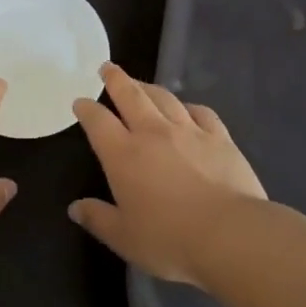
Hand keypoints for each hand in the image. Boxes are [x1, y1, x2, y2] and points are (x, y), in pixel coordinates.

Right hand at [70, 64, 267, 287]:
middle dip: (116, 79)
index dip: (86, 109)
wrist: (230, 234)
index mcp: (123, 155)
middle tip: (108, 67)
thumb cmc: (170, 239)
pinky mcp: (219, 137)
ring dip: (148, 87)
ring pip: (164, 98)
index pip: (98, 122)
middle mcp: (153, 133)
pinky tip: (187, 109)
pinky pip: (200, 112)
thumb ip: (98, 219)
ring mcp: (188, 131)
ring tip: (141, 84)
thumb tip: (75, 208)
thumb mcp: (124, 238)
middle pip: (130, 95)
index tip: (80, 102)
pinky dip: (189, 107)